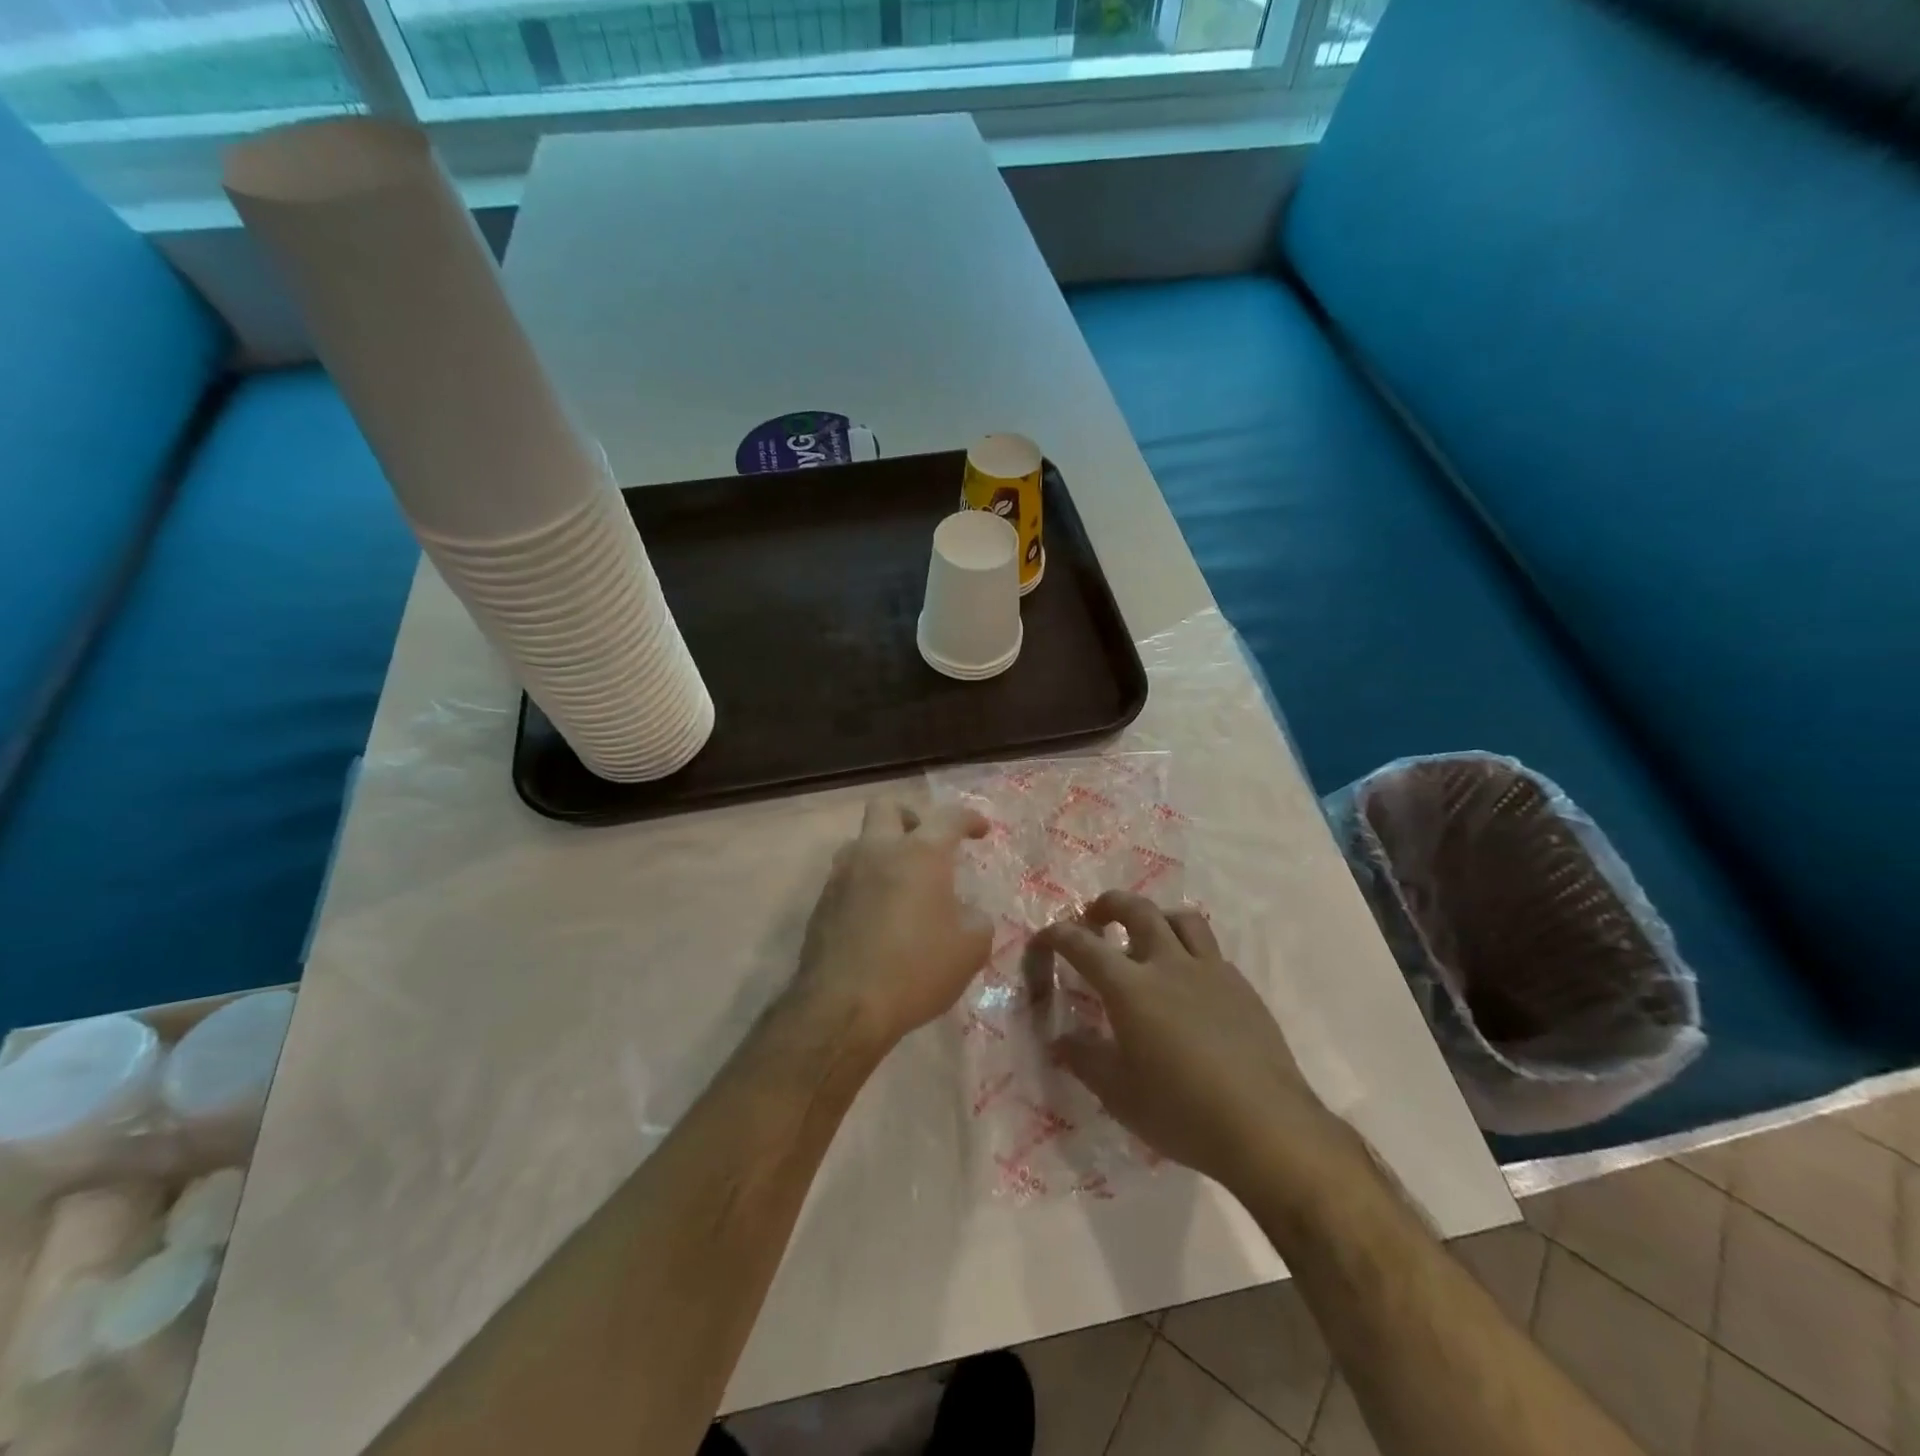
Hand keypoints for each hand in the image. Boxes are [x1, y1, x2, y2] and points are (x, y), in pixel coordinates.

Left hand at [792, 798, 992, 1053]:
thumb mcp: (970, 949)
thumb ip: (976, 919)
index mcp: (919, 854)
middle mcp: (877, 851)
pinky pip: (847, 877)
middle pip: (887, 807)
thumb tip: (966, 912)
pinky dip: (866, 883)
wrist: (843, 1007)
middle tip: (927, 843)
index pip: (949, 818)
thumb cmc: (916, 970)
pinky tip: (878, 915)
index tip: (981, 831)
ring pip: (860, 840)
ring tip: (901, 882)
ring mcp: (843, 875)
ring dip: (882, 850)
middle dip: (911, 817)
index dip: (969, 819)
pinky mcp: (822, 902)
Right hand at [1028, 891, 1339, 1189]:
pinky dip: (1189, 951)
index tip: (1045, 938)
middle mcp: (1169, 965)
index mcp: (1131, 988)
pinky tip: (1189, 982)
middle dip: (1109, 904)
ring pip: (1182, 919)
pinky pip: (1210, 951)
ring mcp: (1211, 971)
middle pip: (1138, 910)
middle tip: (1095, 916)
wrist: (1267, 1127)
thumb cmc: (1182, 1112)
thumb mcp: (1119, 1094)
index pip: (1084, 946)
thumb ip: (1085, 1059)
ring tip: (1148, 934)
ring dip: (1157, 916)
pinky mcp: (1242, 987)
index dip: (1058, 936)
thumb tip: (1061, 1040)